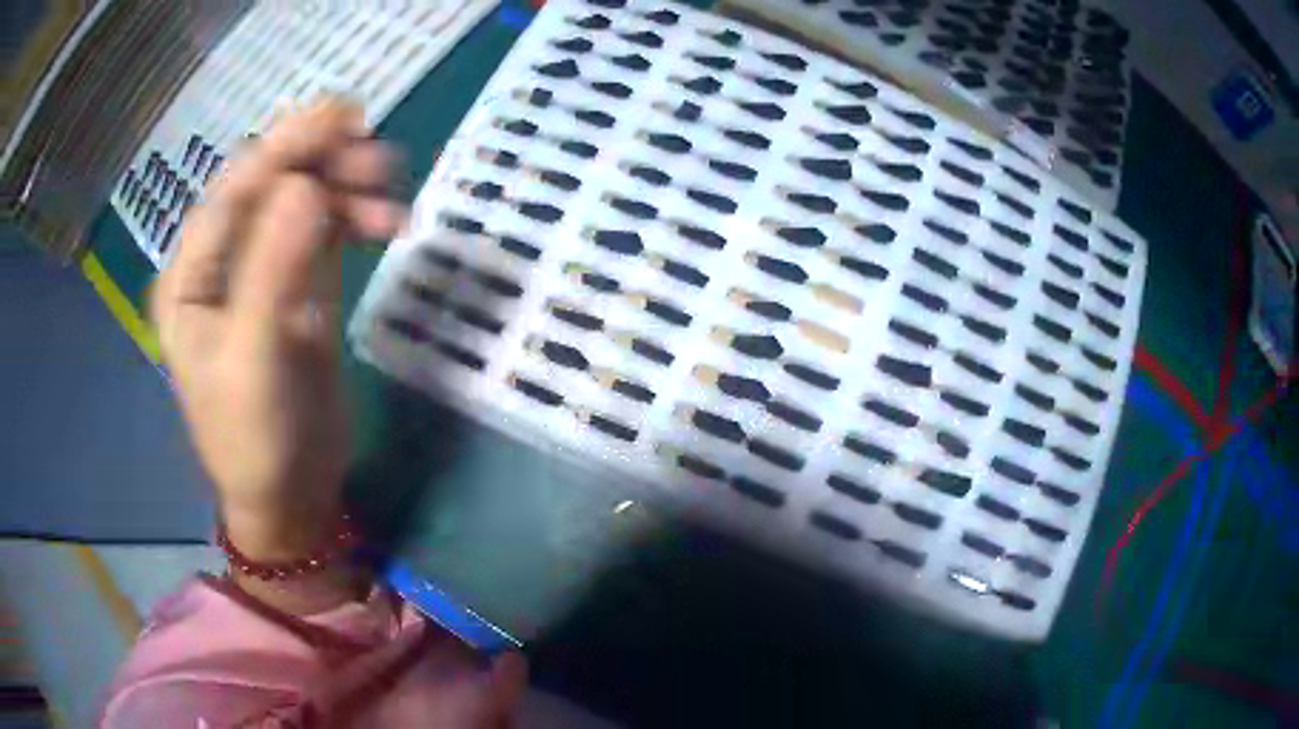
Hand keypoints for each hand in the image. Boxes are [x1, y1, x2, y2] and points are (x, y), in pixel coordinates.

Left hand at [152, 100, 405, 562]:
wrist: (291, 495)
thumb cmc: (254, 440)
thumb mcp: (254, 361)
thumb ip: (272, 272)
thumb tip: (307, 187)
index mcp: (191, 275)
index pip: (233, 190)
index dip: (283, 146)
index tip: (341, 114)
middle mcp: (222, 260)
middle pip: (270, 185)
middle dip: (322, 163)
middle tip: (378, 160)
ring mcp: (262, 268)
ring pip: (303, 200)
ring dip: (347, 187)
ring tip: (391, 200)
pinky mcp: (299, 284)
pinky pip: (326, 228)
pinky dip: (357, 215)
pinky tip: (387, 221)